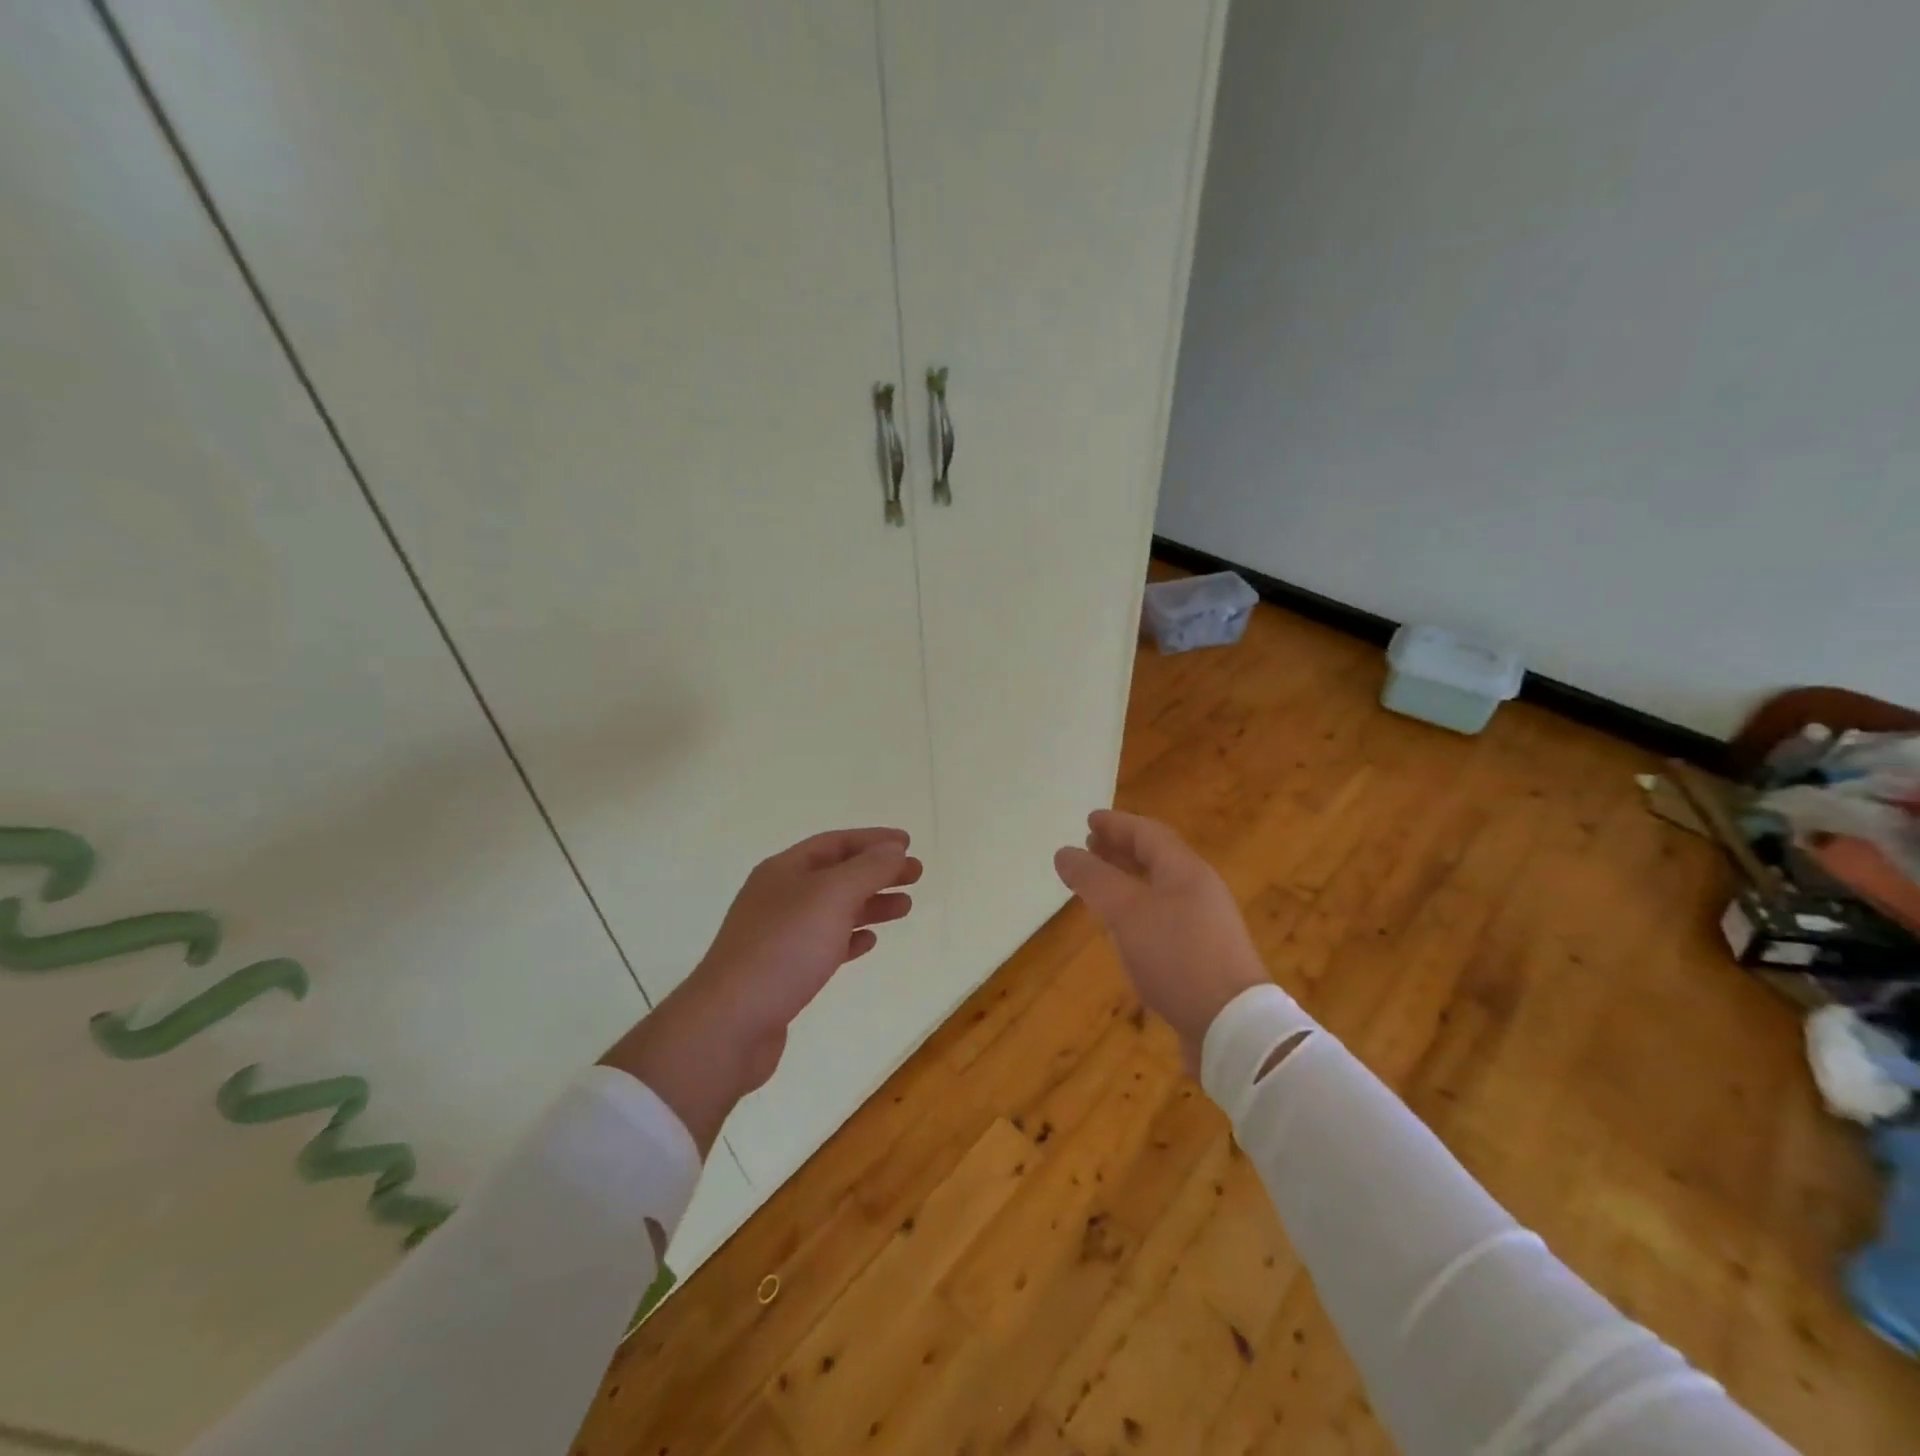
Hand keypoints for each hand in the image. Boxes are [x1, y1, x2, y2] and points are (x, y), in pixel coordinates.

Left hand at [601, 827, 920, 1154]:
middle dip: (877, 872)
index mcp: (784, 870)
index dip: (873, 840)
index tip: (908, 844)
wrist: (731, 1023)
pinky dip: (849, 937)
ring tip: (904, 907)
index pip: (835, 843)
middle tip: (916, 874)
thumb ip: (868, 869)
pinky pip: (823, 944)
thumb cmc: (784, 948)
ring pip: (833, 909)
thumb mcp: (832, 896)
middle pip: (836, 874)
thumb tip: (894, 849)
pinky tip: (869, 942)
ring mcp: (778, 935)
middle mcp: (778, 896)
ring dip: (869, 904)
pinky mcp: (781, 972)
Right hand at [1054, 810, 1266, 1069]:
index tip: (1089, 820)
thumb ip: (1093, 879)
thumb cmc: (1177, 957)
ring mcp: (1205, 926)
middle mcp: (1199, 891)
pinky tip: (1123, 931)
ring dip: (1128, 881)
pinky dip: (1137, 912)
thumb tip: (1064, 852)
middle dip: (1121, 850)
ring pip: (1160, 890)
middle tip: (1090, 848)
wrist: (1233, 1027)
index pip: (1148, 833)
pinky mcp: (1203, 958)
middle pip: (1157, 859)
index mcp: (1186, 871)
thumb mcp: (1126, 912)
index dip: (1117, 824)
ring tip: (1099, 886)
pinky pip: (1164, 919)